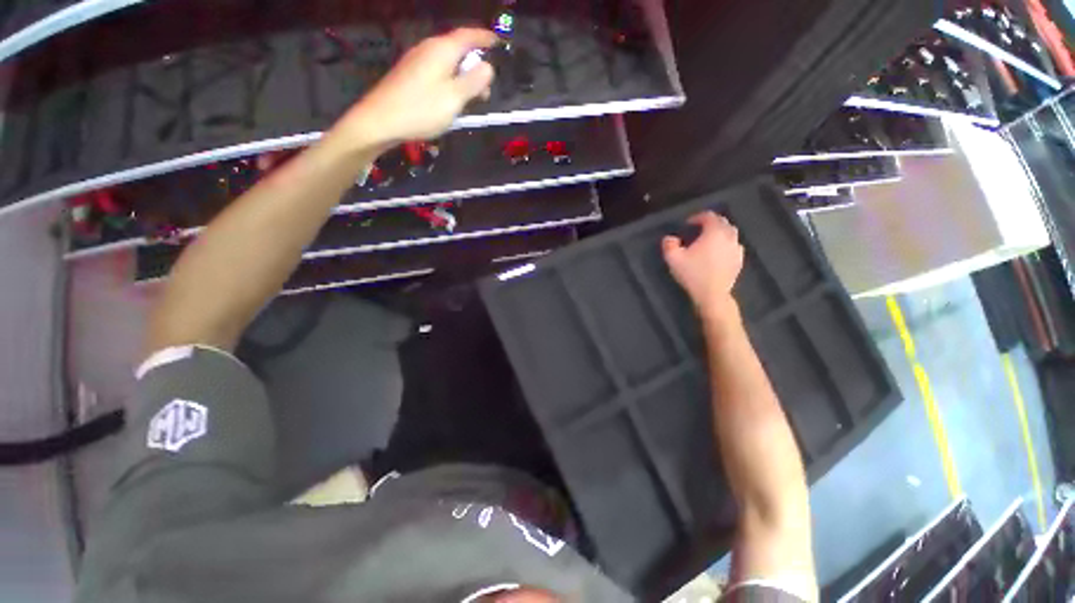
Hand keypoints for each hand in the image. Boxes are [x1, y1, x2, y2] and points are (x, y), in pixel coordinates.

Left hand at [339, 28, 497, 148]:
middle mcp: (429, 48)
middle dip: (476, 64)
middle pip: (458, 48)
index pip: (468, 35)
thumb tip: (488, 67)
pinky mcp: (410, 73)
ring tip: (472, 98)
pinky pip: (437, 70)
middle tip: (487, 89)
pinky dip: (451, 79)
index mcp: (442, 50)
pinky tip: (451, 97)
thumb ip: (473, 82)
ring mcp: (417, 60)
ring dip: (463, 75)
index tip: (499, 43)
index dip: (485, 37)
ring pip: (448, 61)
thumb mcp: (454, 98)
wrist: (381, 120)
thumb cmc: (421, 109)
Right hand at [662, 211, 743, 319]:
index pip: (709, 216)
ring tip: (709, 240)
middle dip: (710, 223)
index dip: (698, 217)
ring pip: (730, 233)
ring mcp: (736, 248)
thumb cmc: (693, 274)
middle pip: (722, 222)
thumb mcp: (673, 259)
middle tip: (698, 229)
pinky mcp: (739, 260)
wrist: (712, 294)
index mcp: (714, 232)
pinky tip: (718, 252)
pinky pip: (734, 245)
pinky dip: (726, 244)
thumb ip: (669, 245)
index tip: (688, 224)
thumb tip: (669, 238)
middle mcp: (728, 236)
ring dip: (720, 232)